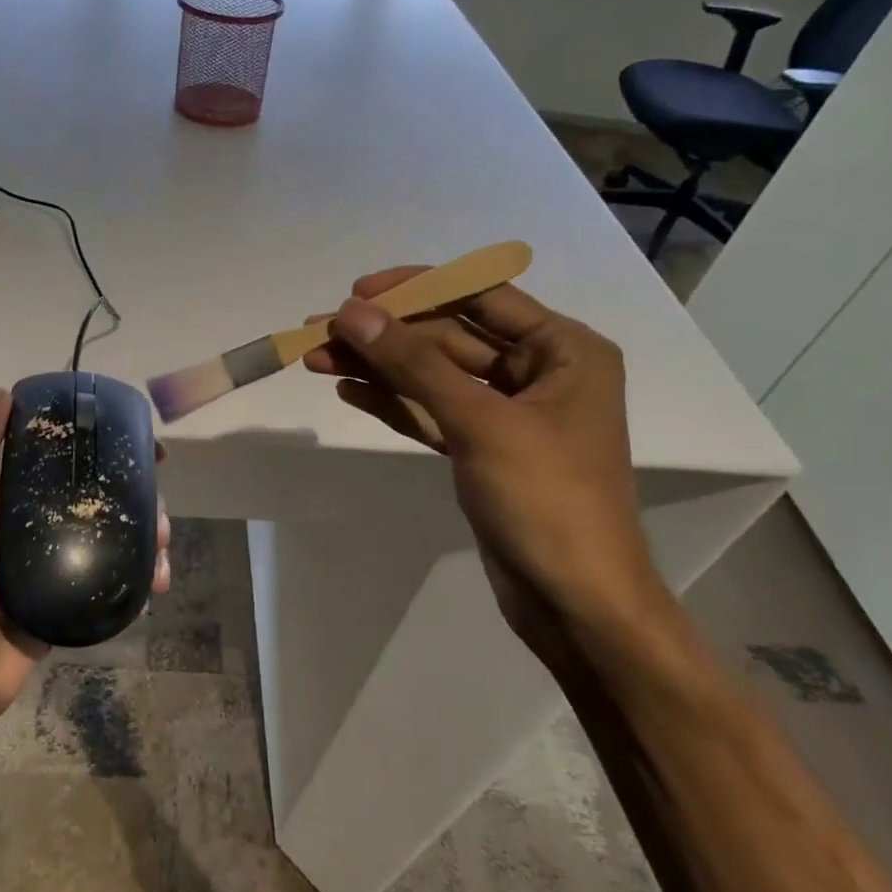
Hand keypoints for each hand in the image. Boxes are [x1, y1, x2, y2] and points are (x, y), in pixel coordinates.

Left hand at [0, 387, 171, 761]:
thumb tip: (2, 394)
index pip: (56, 463)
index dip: (97, 450)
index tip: (140, 446)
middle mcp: (26, 532)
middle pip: (89, 504)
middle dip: (131, 502)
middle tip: (159, 511)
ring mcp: (46, 574)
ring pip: (104, 545)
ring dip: (140, 543)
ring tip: (161, 554)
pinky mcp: (60, 612)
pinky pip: (103, 590)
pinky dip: (131, 586)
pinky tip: (153, 587)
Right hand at [305, 272, 669, 661]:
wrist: (575, 602)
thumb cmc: (546, 500)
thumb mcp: (481, 422)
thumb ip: (415, 364)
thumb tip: (352, 313)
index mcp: (563, 350)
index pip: (481, 296)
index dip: (417, 289)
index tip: (357, 292)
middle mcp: (538, 372)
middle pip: (448, 338)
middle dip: (385, 335)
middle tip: (318, 333)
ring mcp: (507, 414)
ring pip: (432, 377)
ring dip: (378, 367)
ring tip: (316, 359)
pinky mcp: (481, 450)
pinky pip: (430, 412)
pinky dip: (392, 402)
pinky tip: (349, 389)